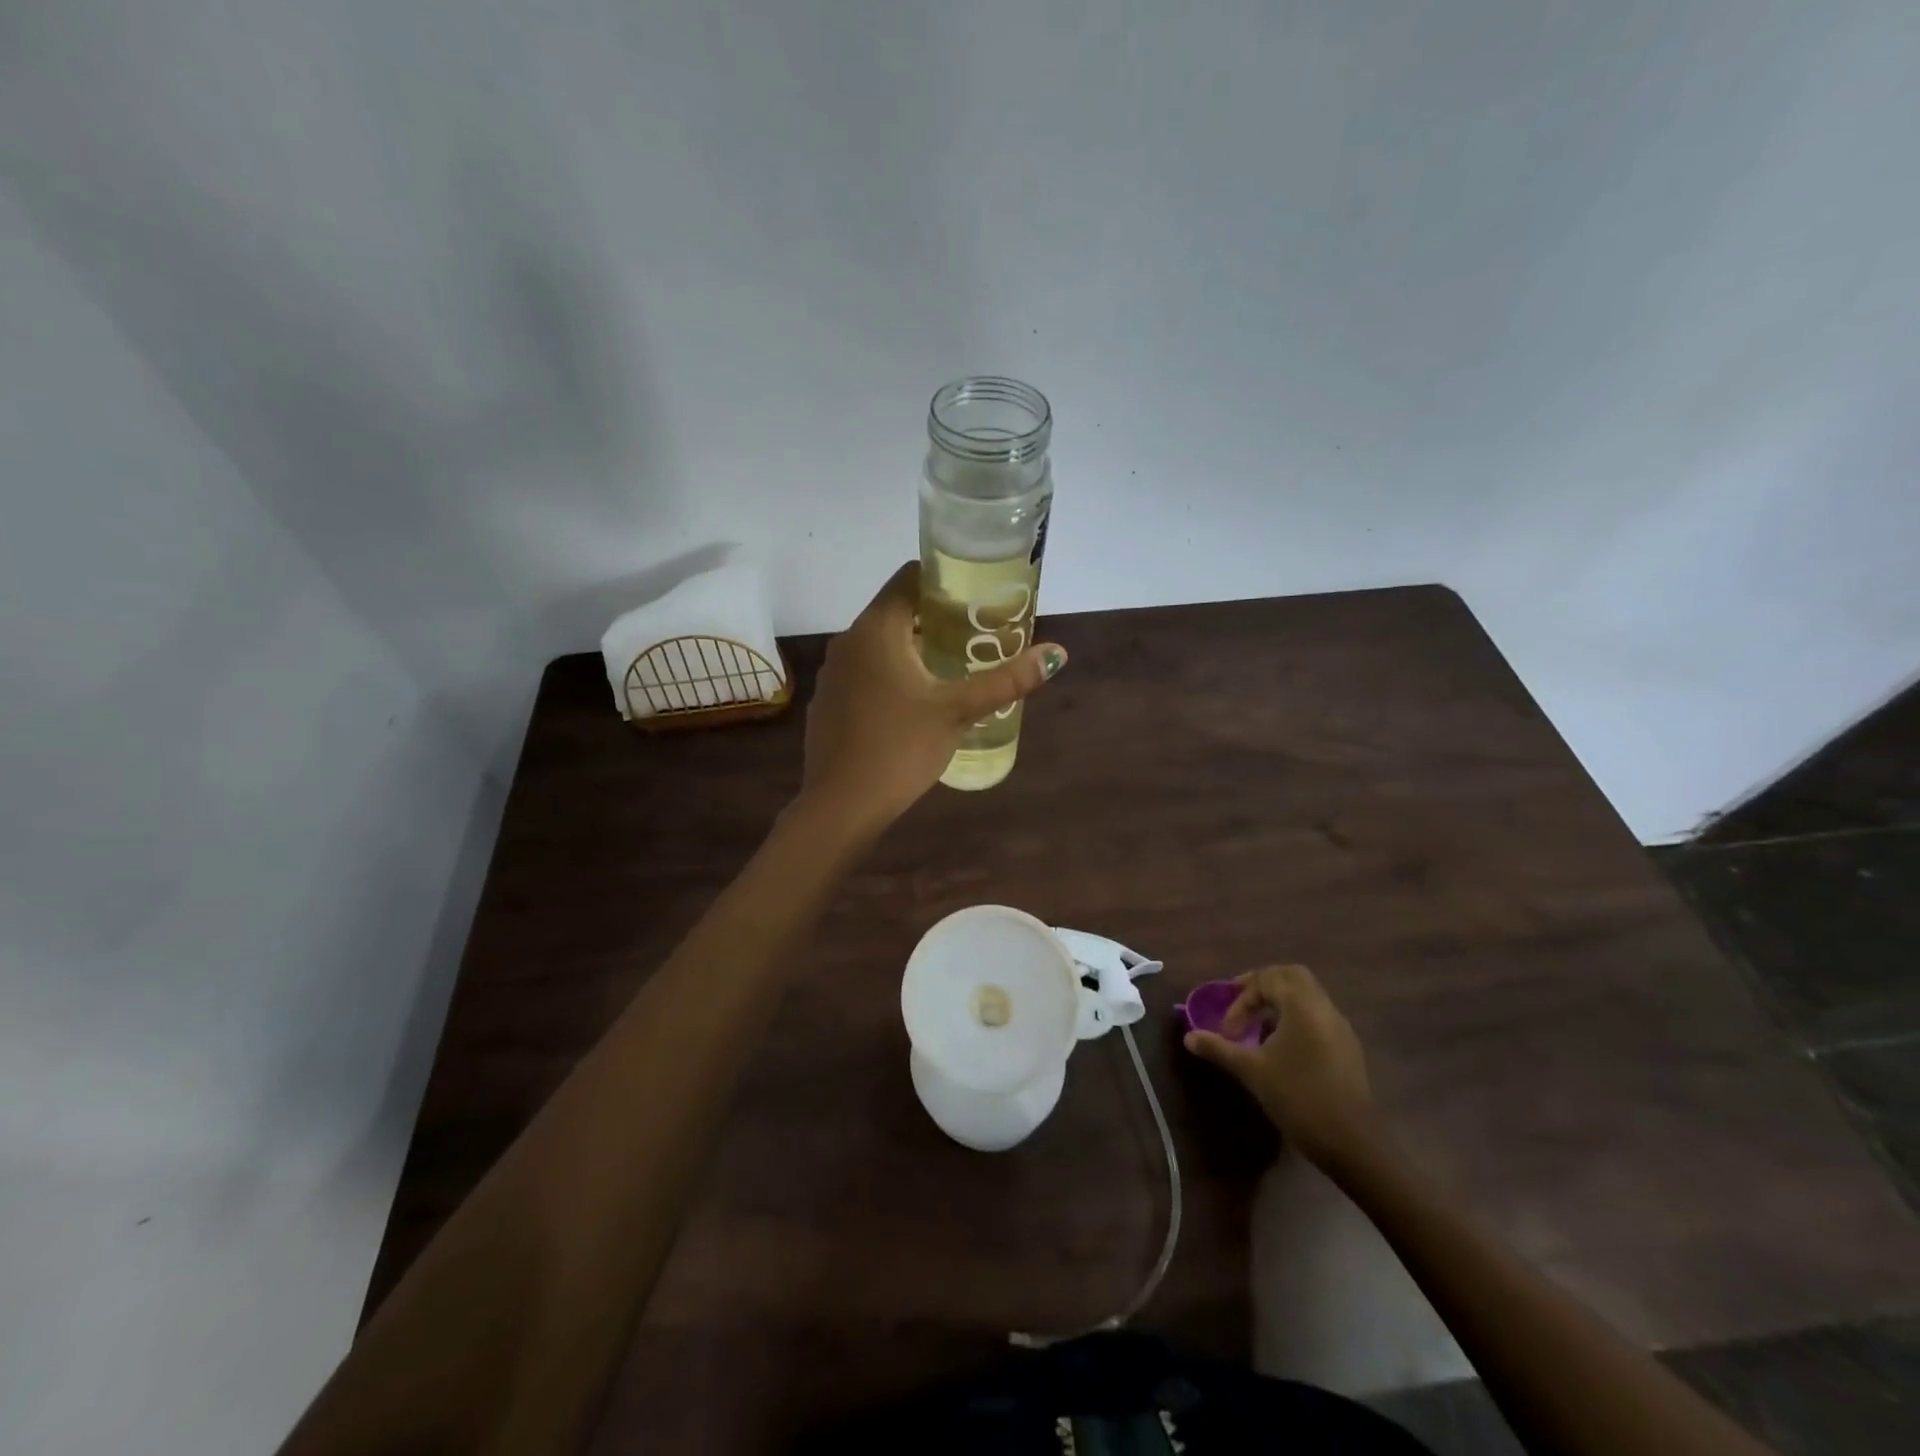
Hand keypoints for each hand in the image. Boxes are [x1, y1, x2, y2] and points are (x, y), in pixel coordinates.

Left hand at [798, 562, 1066, 834]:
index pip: (909, 577)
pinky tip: (915, 701)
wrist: (840, 805)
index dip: (945, 579)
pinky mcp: (830, 702)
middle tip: (977, 633)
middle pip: (896, 609)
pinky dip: (892, 672)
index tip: (977, 597)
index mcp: (876, 629)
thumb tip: (1057, 653)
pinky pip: (866, 671)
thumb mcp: (958, 712)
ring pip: (880, 643)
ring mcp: (834, 673)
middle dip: (937, 617)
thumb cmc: (900, 749)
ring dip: (914, 646)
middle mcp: (848, 641)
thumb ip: (1006, 680)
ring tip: (954, 665)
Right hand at [1184, 964, 1377, 1168]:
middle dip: (1264, 984)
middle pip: (1293, 976)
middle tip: (1242, 1003)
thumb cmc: (1298, 1098)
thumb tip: (1189, 1038)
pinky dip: (1297, 1018)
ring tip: (1259, 1026)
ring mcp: (1340, 1029)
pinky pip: (1318, 1016)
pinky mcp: (1347, 1049)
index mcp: (1302, 1006)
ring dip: (1281, 1002)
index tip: (1228, 1029)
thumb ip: (1219, 1049)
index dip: (1242, 999)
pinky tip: (1283, 1046)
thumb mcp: (1252, 1071)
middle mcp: (1324, 1009)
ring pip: (1309, 996)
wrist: (1353, 1143)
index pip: (1268, 980)